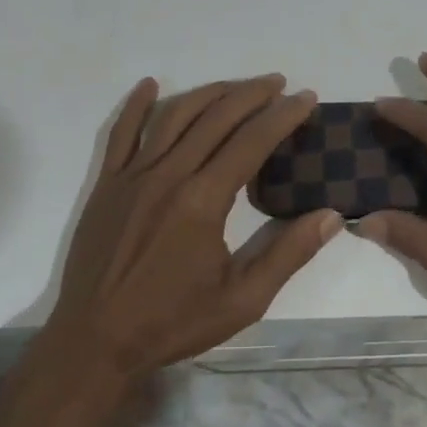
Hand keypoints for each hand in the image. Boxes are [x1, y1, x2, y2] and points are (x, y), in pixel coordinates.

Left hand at [46, 75, 341, 382]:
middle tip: (279, 83)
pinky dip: (137, 105)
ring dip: (209, 93)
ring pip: (174, 116)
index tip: (307, 98)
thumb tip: (332, 216)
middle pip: (216, 118)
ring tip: (237, 85)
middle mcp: (168, 175)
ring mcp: (132, 176)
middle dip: (252, 94)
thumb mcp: (243, 301)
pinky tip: (151, 85)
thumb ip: (289, 254)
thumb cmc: (172, 323)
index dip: (283, 115)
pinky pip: (121, 133)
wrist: (94, 343)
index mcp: (203, 200)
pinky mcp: (107, 184)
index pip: (252, 141)